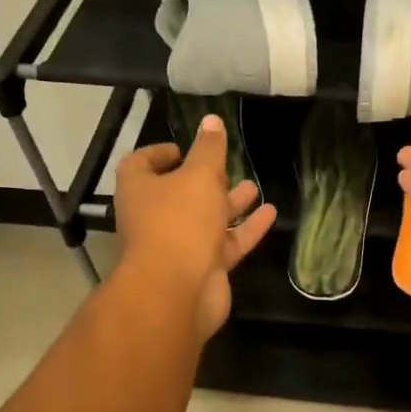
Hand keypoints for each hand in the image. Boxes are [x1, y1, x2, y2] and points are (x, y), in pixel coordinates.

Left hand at [114, 114, 275, 339]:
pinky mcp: (202, 267)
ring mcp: (178, 245)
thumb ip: (209, 149)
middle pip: (178, 193)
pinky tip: (270, 213)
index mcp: (140, 189)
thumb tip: (211, 120)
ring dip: (228, 203)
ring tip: (253, 186)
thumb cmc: (180, 221)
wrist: (177, 291)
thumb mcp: (198, 176)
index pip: (142, 163)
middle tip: (226, 167)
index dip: (161, 153)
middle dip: (204, 180)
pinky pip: (226, 243)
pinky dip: (246, 229)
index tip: (185, 148)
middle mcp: (154, 216)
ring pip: (205, 219)